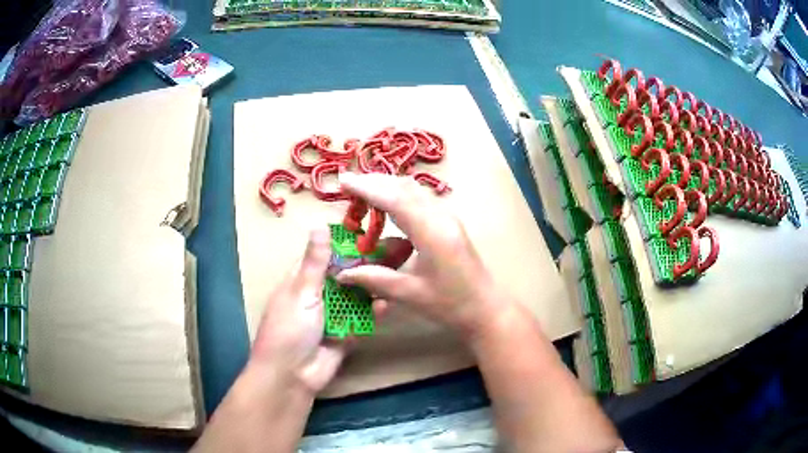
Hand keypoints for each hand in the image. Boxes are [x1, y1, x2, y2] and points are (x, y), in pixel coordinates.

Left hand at [249, 226, 411, 393]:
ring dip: (371, 290)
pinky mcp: (344, 336)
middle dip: (365, 267)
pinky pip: (361, 322)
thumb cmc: (290, 328)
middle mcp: (317, 297)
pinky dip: (372, 315)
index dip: (344, 245)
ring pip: (355, 299)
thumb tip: (319, 224)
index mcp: (301, 282)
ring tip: (396, 274)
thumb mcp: (302, 292)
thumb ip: (315, 262)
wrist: (291, 376)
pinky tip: (386, 305)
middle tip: (394, 252)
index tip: (370, 232)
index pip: (324, 256)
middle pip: (345, 278)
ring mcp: (332, 318)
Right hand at [336, 172, 499, 339]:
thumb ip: (374, 279)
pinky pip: (421, 200)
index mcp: (431, 232)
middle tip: (348, 187)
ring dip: (387, 188)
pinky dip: (400, 198)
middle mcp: (441, 216)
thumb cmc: (451, 304)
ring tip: (362, 196)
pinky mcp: (449, 223)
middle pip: (404, 187)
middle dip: (374, 183)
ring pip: (413, 191)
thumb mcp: (409, 294)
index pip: (394, 199)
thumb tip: (342, 274)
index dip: (367, 187)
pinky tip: (387, 211)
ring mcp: (448, 217)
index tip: (343, 180)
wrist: (486, 308)